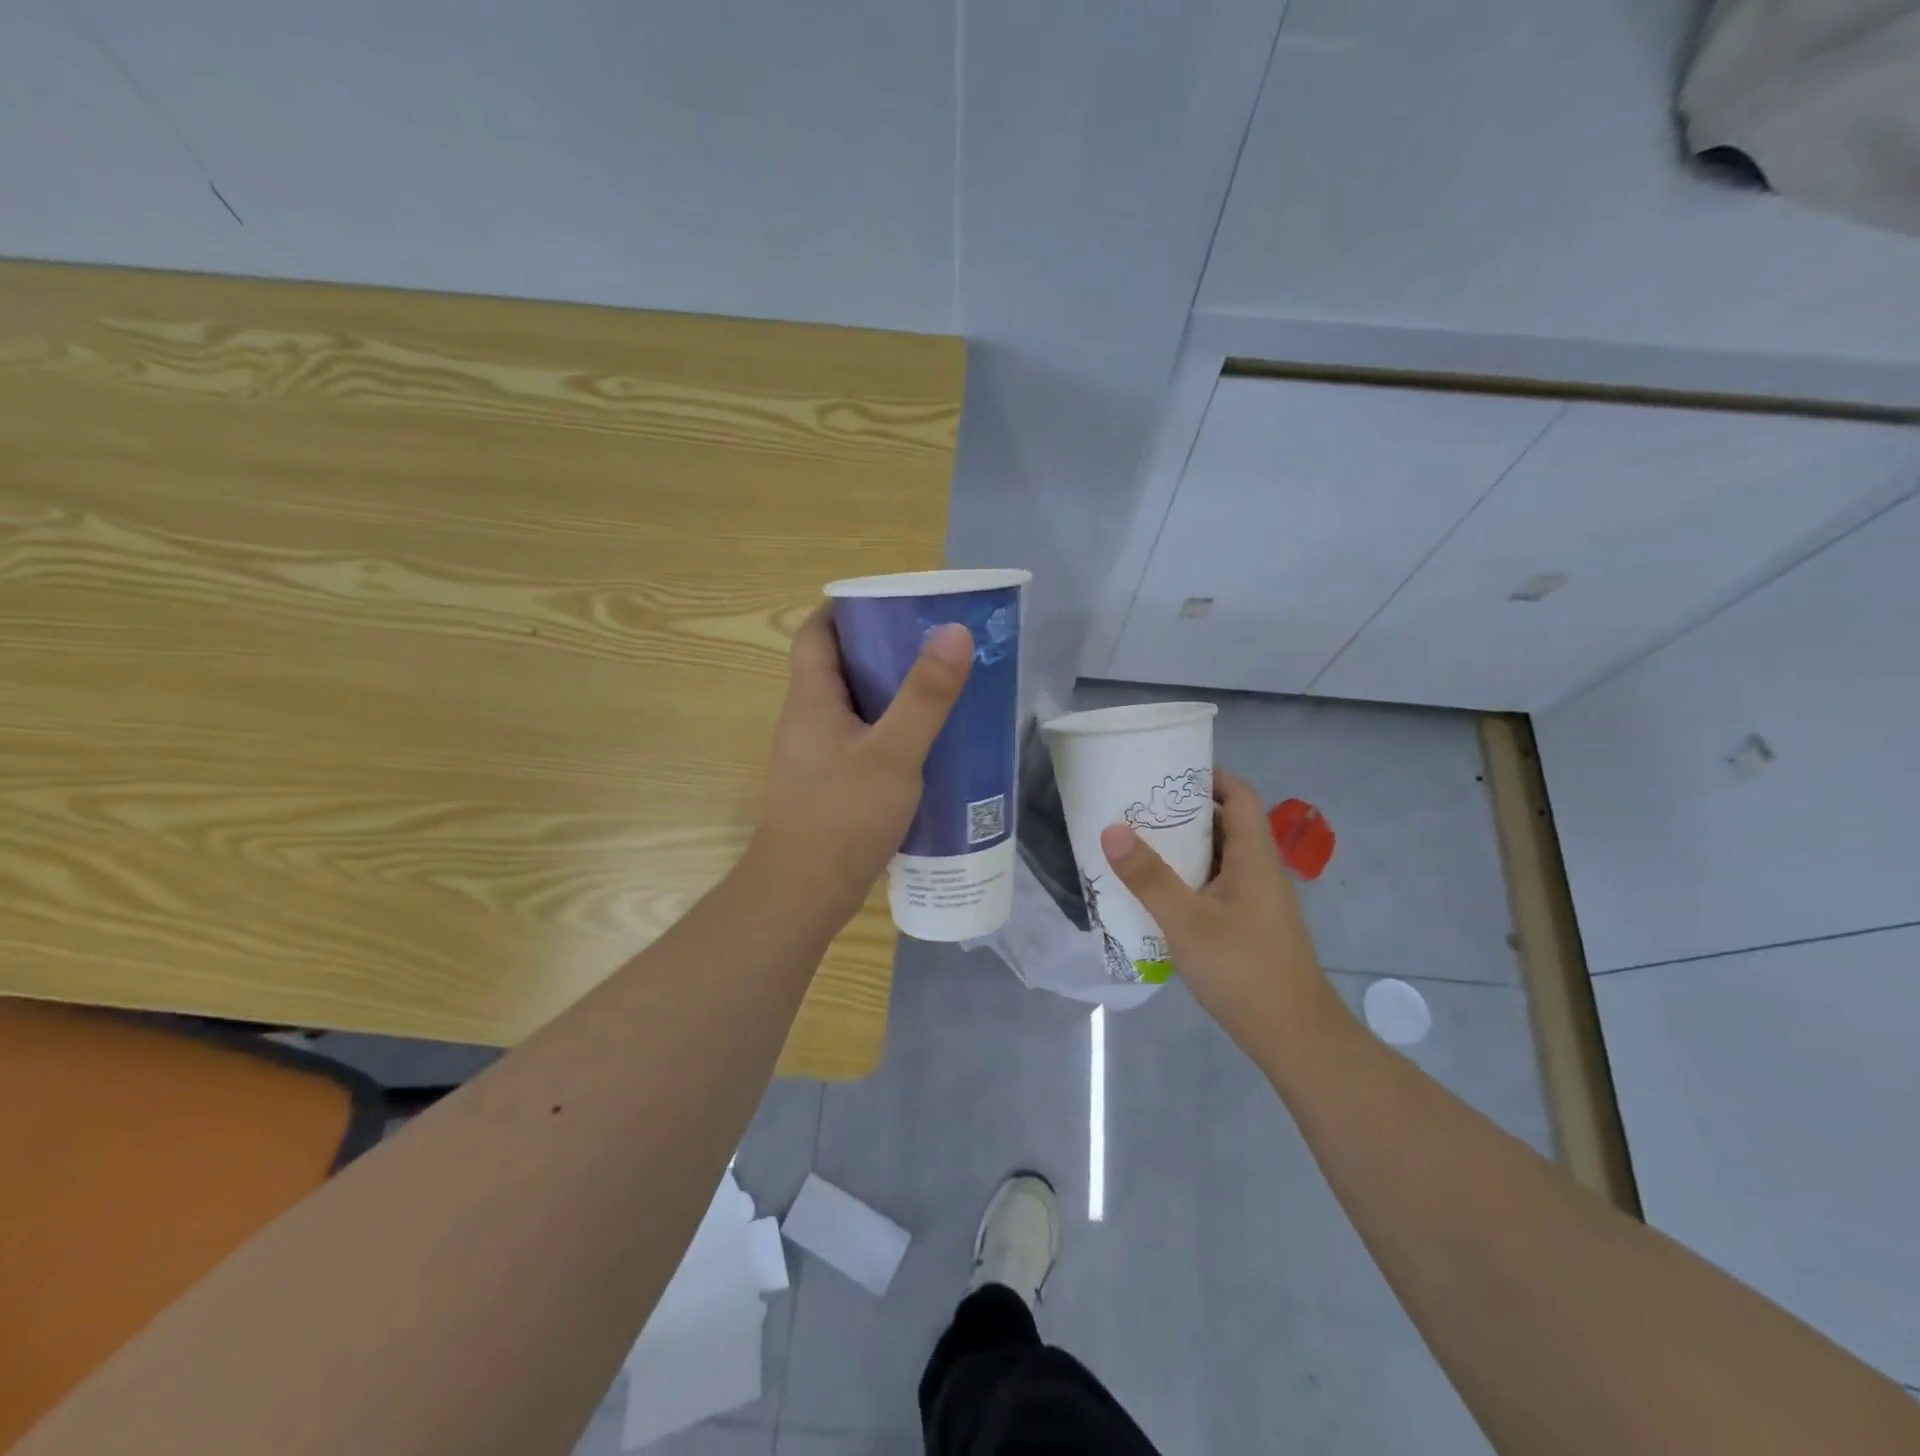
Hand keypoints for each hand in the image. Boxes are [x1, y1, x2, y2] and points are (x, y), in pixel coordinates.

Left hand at [746, 605, 972, 928]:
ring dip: (889, 694)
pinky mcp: (828, 786)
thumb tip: (954, 631)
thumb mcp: (893, 752)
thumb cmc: (843, 815)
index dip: (846, 609)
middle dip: (881, 650)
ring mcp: (814, 756)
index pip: (816, 633)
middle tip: (931, 645)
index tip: (891, 603)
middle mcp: (806, 720)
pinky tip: (924, 746)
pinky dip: (888, 733)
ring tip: (938, 688)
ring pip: (852, 707)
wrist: (803, 893)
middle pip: (838, 667)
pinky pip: (859, 742)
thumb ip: (926, 695)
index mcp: (811, 698)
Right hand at [1099, 768, 1346, 1055]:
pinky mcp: (1251, 926)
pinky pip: (1218, 886)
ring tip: (1140, 843)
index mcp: (1255, 858)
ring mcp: (1258, 902)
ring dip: (1185, 847)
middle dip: (1185, 811)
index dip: (1209, 777)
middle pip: (1227, 824)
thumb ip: (1149, 877)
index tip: (1167, 772)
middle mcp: (1261, 872)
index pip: (1240, 796)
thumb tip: (1112, 829)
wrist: (1296, 1039)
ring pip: (1221, 858)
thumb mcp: (1187, 922)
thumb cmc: (1244, 971)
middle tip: (1139, 807)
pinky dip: (1191, 878)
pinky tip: (1160, 893)